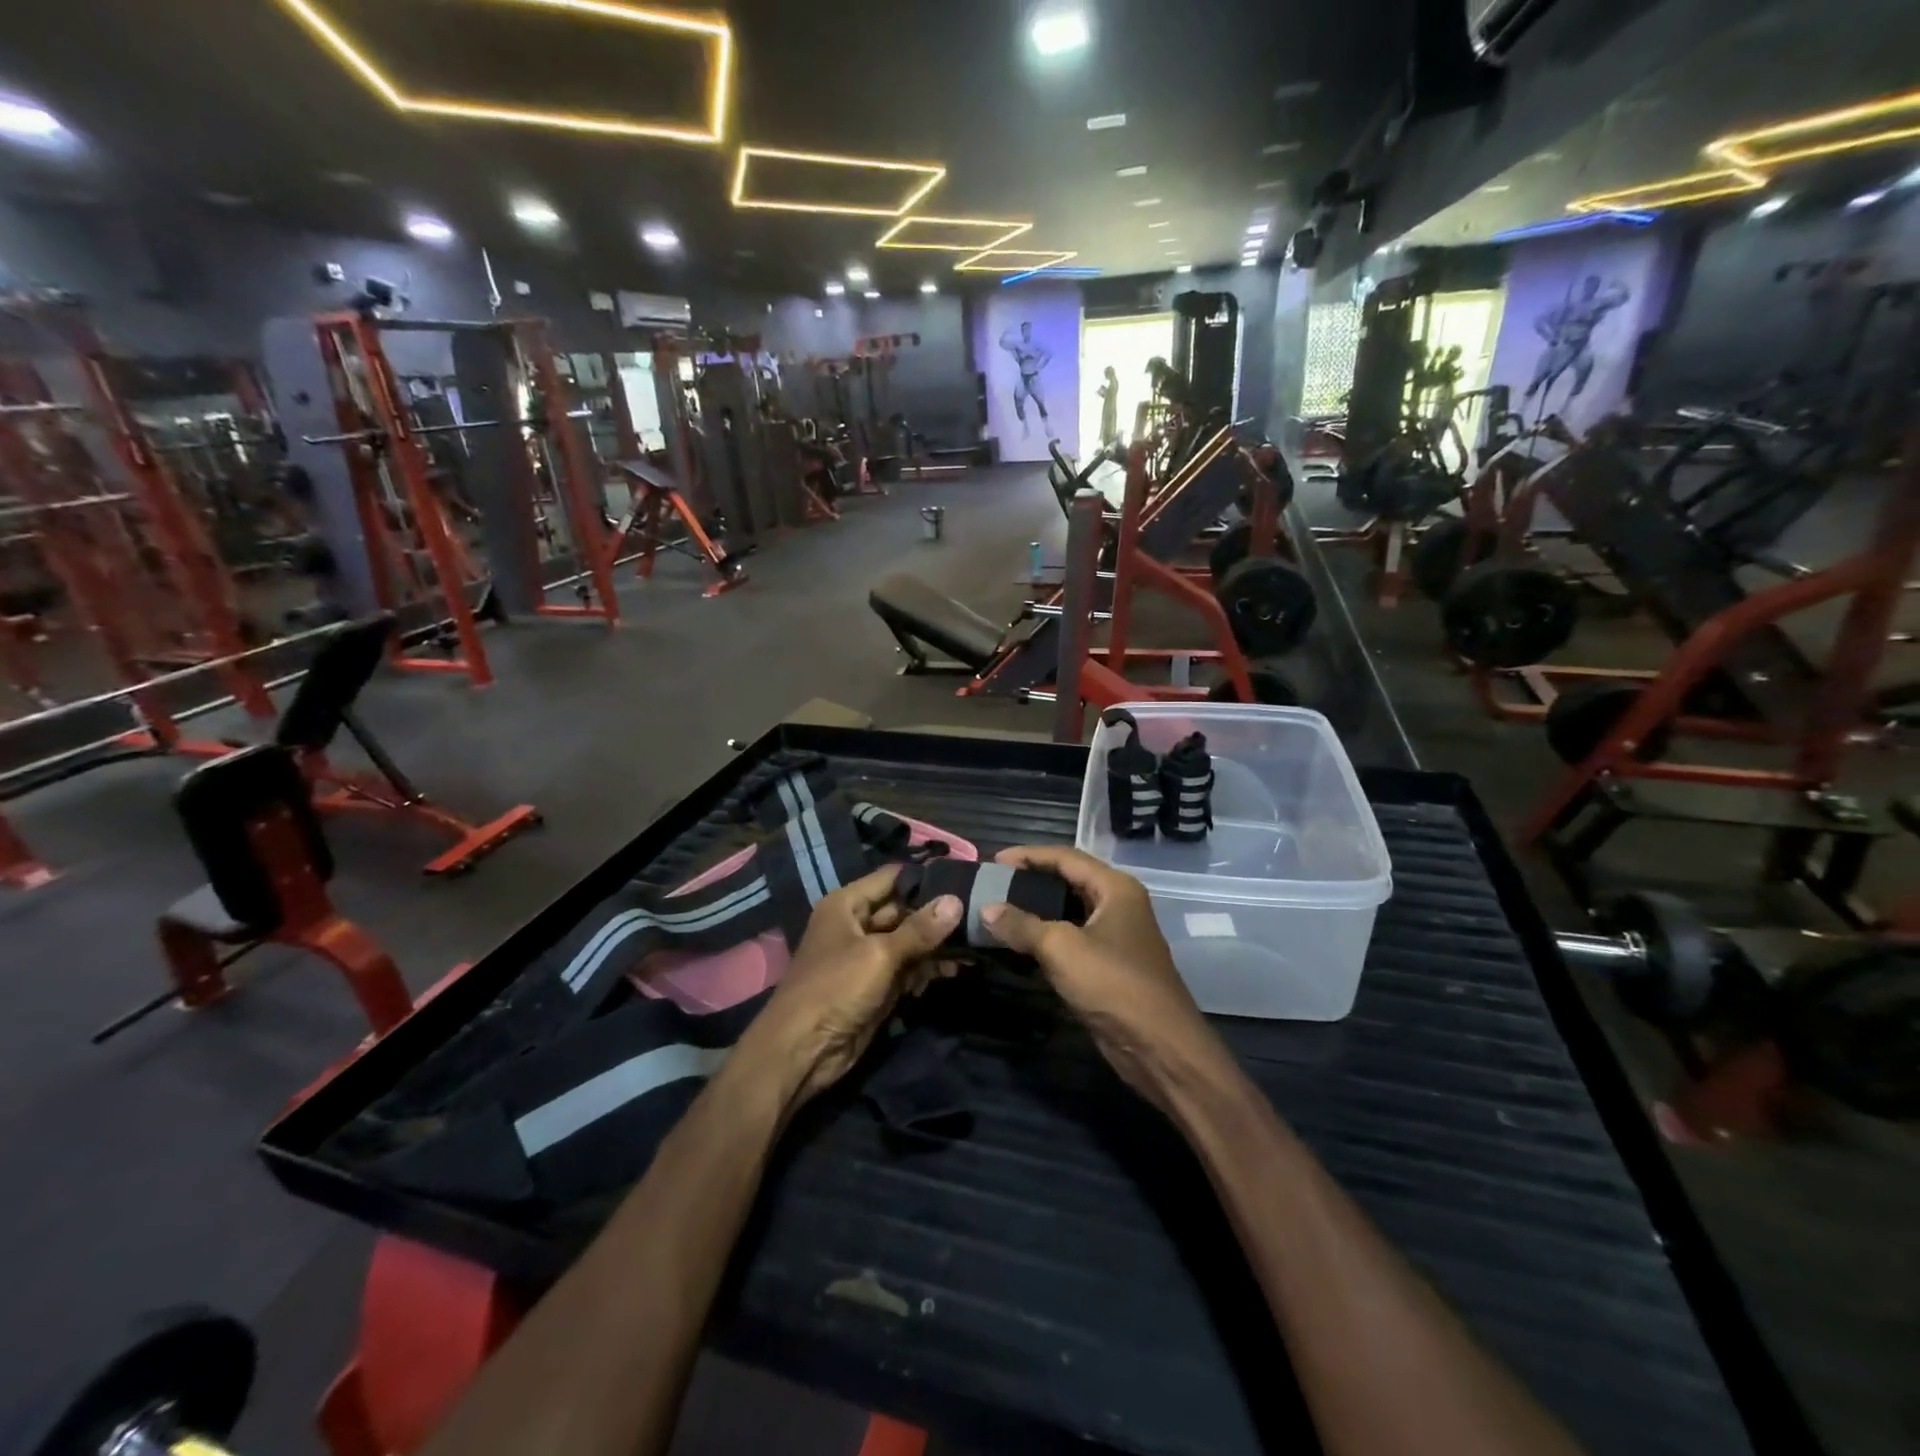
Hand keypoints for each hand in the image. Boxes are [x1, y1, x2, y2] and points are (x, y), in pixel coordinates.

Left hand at [736, 865, 960, 1109]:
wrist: (803, 1051)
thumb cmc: (835, 988)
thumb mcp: (879, 954)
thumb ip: (919, 929)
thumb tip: (956, 900)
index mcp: (847, 905)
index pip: (892, 879)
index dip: (925, 878)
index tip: (965, 879)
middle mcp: (856, 925)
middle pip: (903, 911)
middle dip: (937, 915)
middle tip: (979, 914)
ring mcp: (867, 958)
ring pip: (909, 942)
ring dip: (936, 946)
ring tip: (975, 945)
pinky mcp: (876, 987)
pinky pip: (907, 970)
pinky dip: (927, 970)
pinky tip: (955, 971)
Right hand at [981, 846, 1228, 1111]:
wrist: (1158, 1046)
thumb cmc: (1113, 984)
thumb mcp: (1061, 948)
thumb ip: (1021, 925)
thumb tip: (986, 909)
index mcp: (1115, 888)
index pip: (1066, 857)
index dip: (1029, 855)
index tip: (994, 861)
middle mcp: (1118, 905)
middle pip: (1068, 881)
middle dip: (1031, 881)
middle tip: (994, 885)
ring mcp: (1115, 937)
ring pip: (1068, 913)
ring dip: (1036, 911)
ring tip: (999, 911)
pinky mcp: (1108, 966)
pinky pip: (1070, 941)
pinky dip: (1045, 938)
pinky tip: (1019, 944)